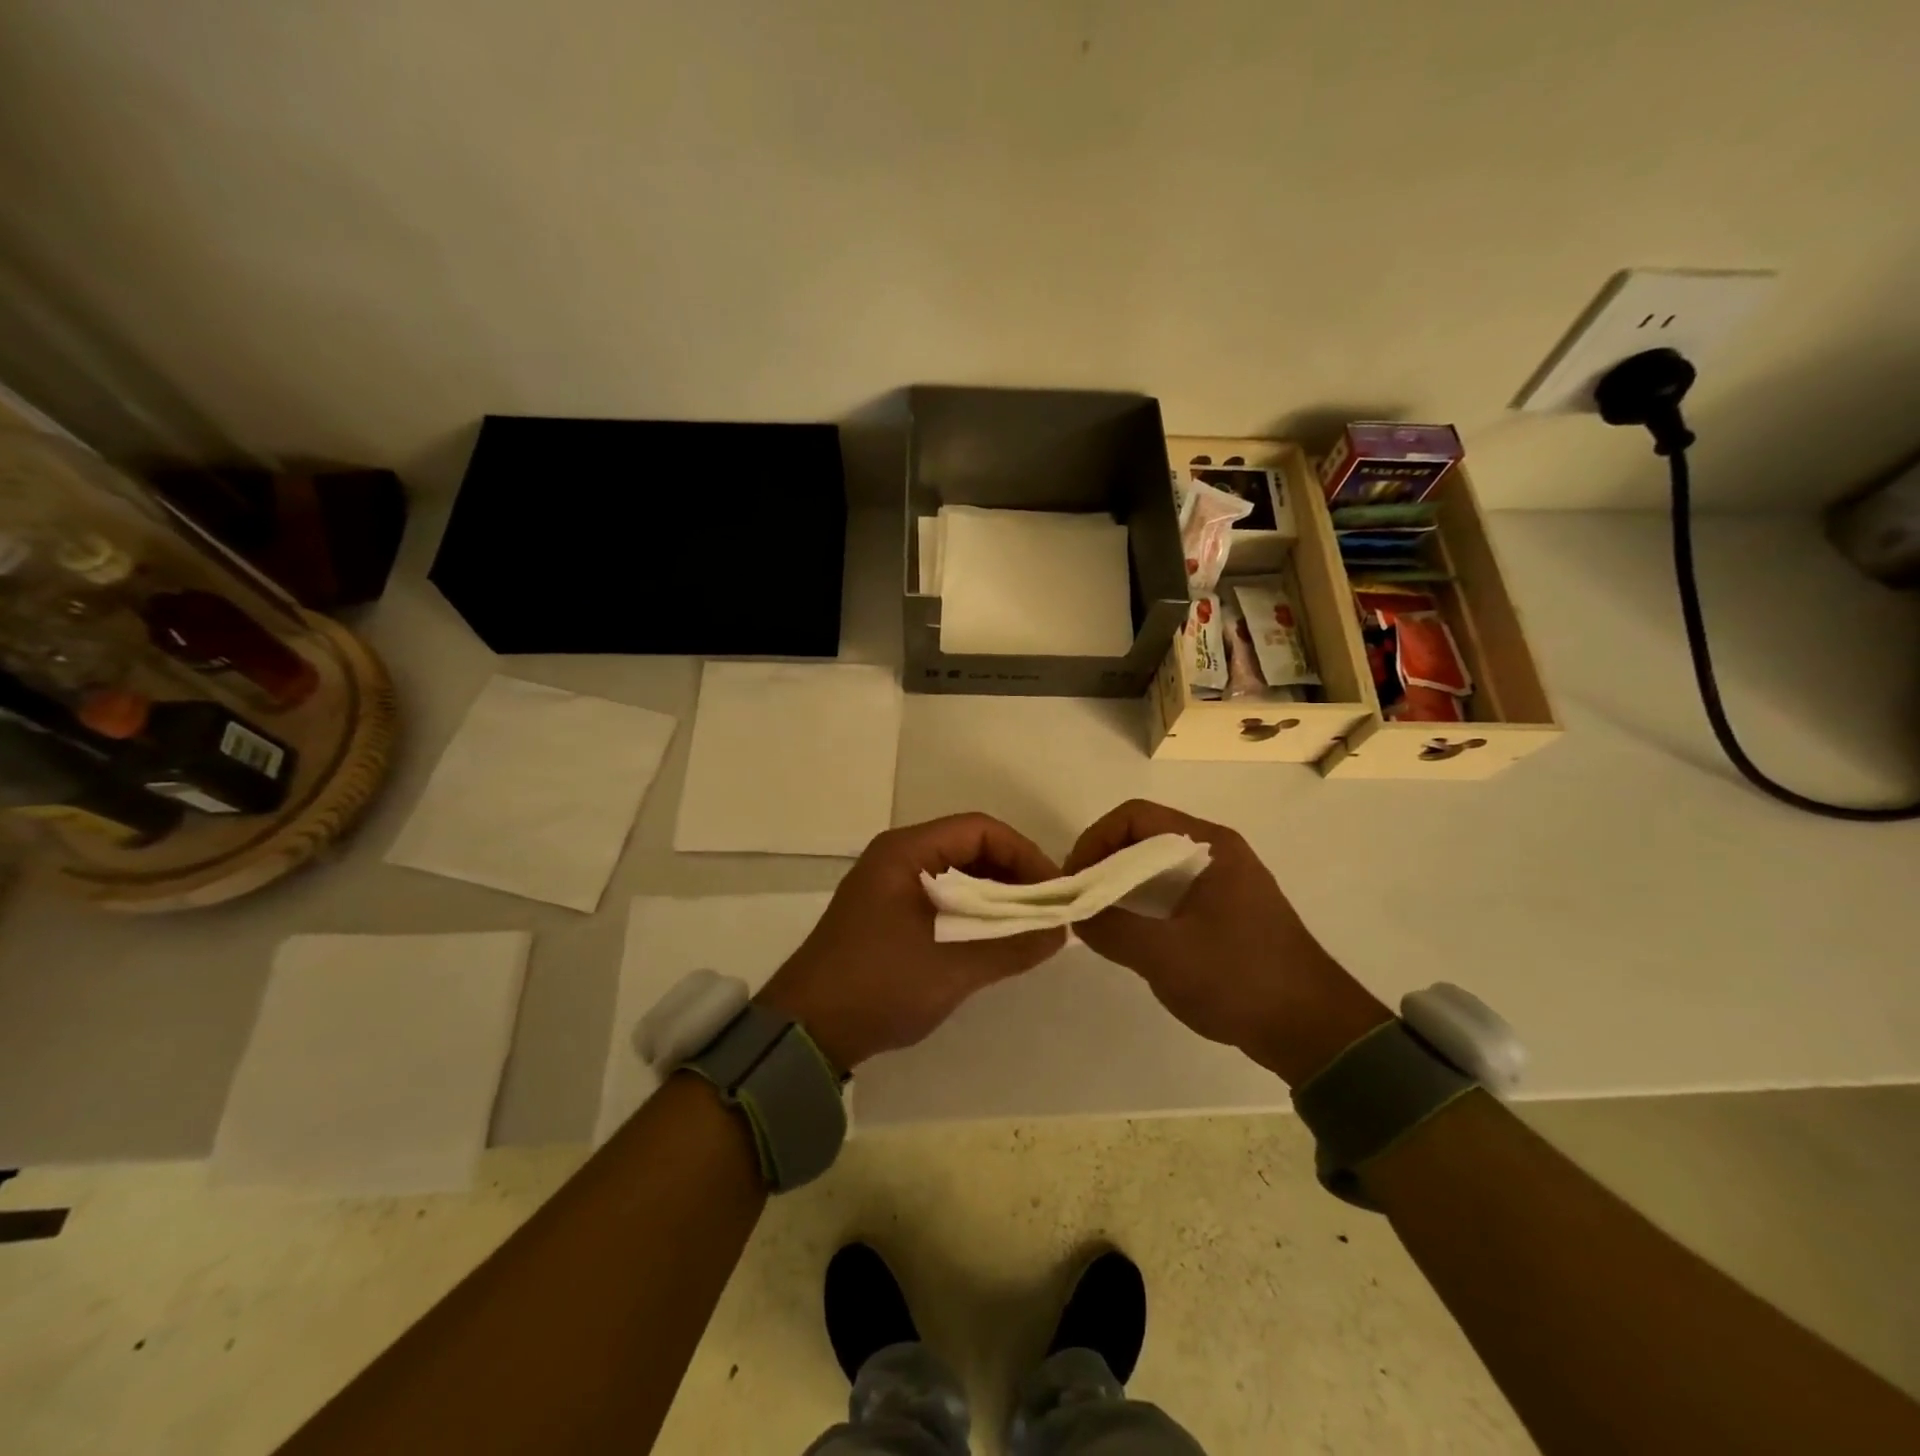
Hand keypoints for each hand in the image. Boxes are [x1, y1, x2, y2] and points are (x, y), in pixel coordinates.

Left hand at [757, 814, 1066, 1069]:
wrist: (806, 1030)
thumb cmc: (878, 986)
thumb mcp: (952, 968)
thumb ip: (1010, 947)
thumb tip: (1061, 933)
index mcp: (905, 852)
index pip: (978, 830)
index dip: (1023, 853)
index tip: (1053, 889)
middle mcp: (897, 858)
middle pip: (968, 847)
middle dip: (1012, 873)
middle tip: (1047, 909)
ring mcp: (889, 886)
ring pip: (956, 874)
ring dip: (994, 895)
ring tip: (1029, 924)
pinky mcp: (888, 914)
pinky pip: (941, 897)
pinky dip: (972, 911)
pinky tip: (994, 938)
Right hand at [1065, 800, 1389, 1084]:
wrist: (1314, 1031)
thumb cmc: (1241, 980)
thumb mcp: (1165, 956)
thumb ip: (1112, 930)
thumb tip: (1074, 915)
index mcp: (1209, 846)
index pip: (1135, 816)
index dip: (1095, 840)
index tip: (1073, 880)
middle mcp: (1216, 852)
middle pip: (1143, 837)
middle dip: (1103, 864)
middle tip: (1077, 901)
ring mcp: (1223, 882)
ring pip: (1155, 866)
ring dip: (1120, 886)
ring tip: (1095, 919)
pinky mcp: (1224, 910)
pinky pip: (1170, 891)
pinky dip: (1141, 903)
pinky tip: (1127, 934)